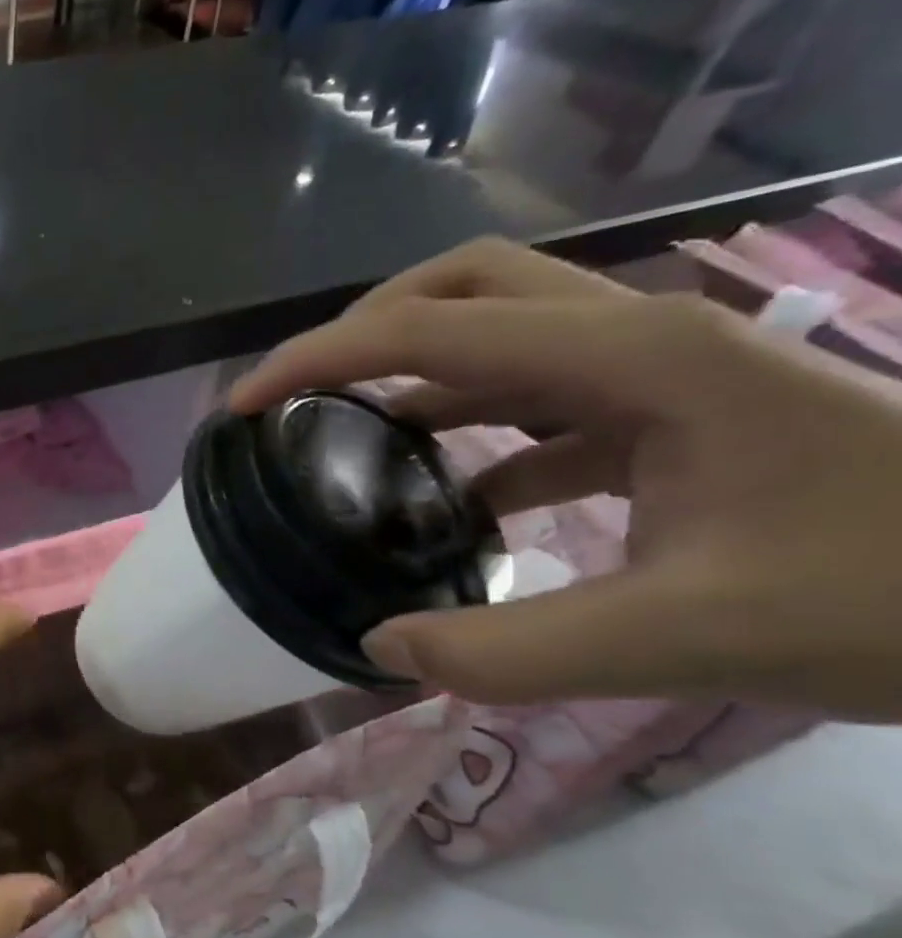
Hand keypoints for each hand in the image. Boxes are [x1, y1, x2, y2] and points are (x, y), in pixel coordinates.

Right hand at [230, 237, 901, 719]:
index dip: (318, 360)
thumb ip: (513, 650)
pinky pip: (539, 400)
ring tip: (349, 437)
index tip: (245, 406)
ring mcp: (658, 371)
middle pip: (461, 287)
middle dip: (362, 330)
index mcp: (631, 358)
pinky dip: (474, 433)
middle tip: (301, 395)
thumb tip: (380, 648)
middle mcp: (634, 337)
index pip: (429, 329)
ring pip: (498, 335)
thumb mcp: (692, 636)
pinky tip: (455, 498)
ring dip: (412, 374)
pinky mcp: (673, 413)